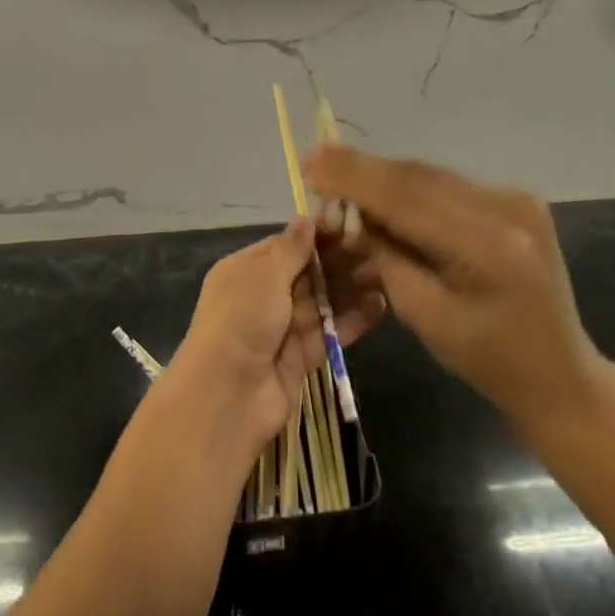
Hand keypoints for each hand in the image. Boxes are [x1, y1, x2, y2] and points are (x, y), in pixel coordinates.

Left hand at [161, 221, 385, 467]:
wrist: (228, 396)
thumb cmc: (242, 320)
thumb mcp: (264, 275)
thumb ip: (291, 249)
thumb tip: (308, 219)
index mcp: (246, 269)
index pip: (286, 245)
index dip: (317, 234)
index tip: (351, 221)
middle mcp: (264, 295)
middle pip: (308, 272)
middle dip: (339, 260)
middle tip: (377, 247)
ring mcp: (283, 327)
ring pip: (323, 301)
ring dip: (351, 287)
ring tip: (386, 272)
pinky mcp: (302, 356)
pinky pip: (331, 331)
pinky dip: (353, 319)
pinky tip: (380, 305)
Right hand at [305, 145, 611, 432]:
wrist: (560, 374)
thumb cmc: (487, 360)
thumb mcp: (424, 315)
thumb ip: (388, 255)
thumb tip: (356, 210)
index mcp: (488, 246)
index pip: (406, 198)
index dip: (354, 179)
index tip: (310, 165)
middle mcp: (507, 208)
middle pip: (418, 178)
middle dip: (363, 169)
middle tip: (316, 158)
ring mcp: (516, 199)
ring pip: (431, 176)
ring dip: (384, 175)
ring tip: (337, 168)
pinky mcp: (516, 200)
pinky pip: (448, 186)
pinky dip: (410, 187)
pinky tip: (380, 187)